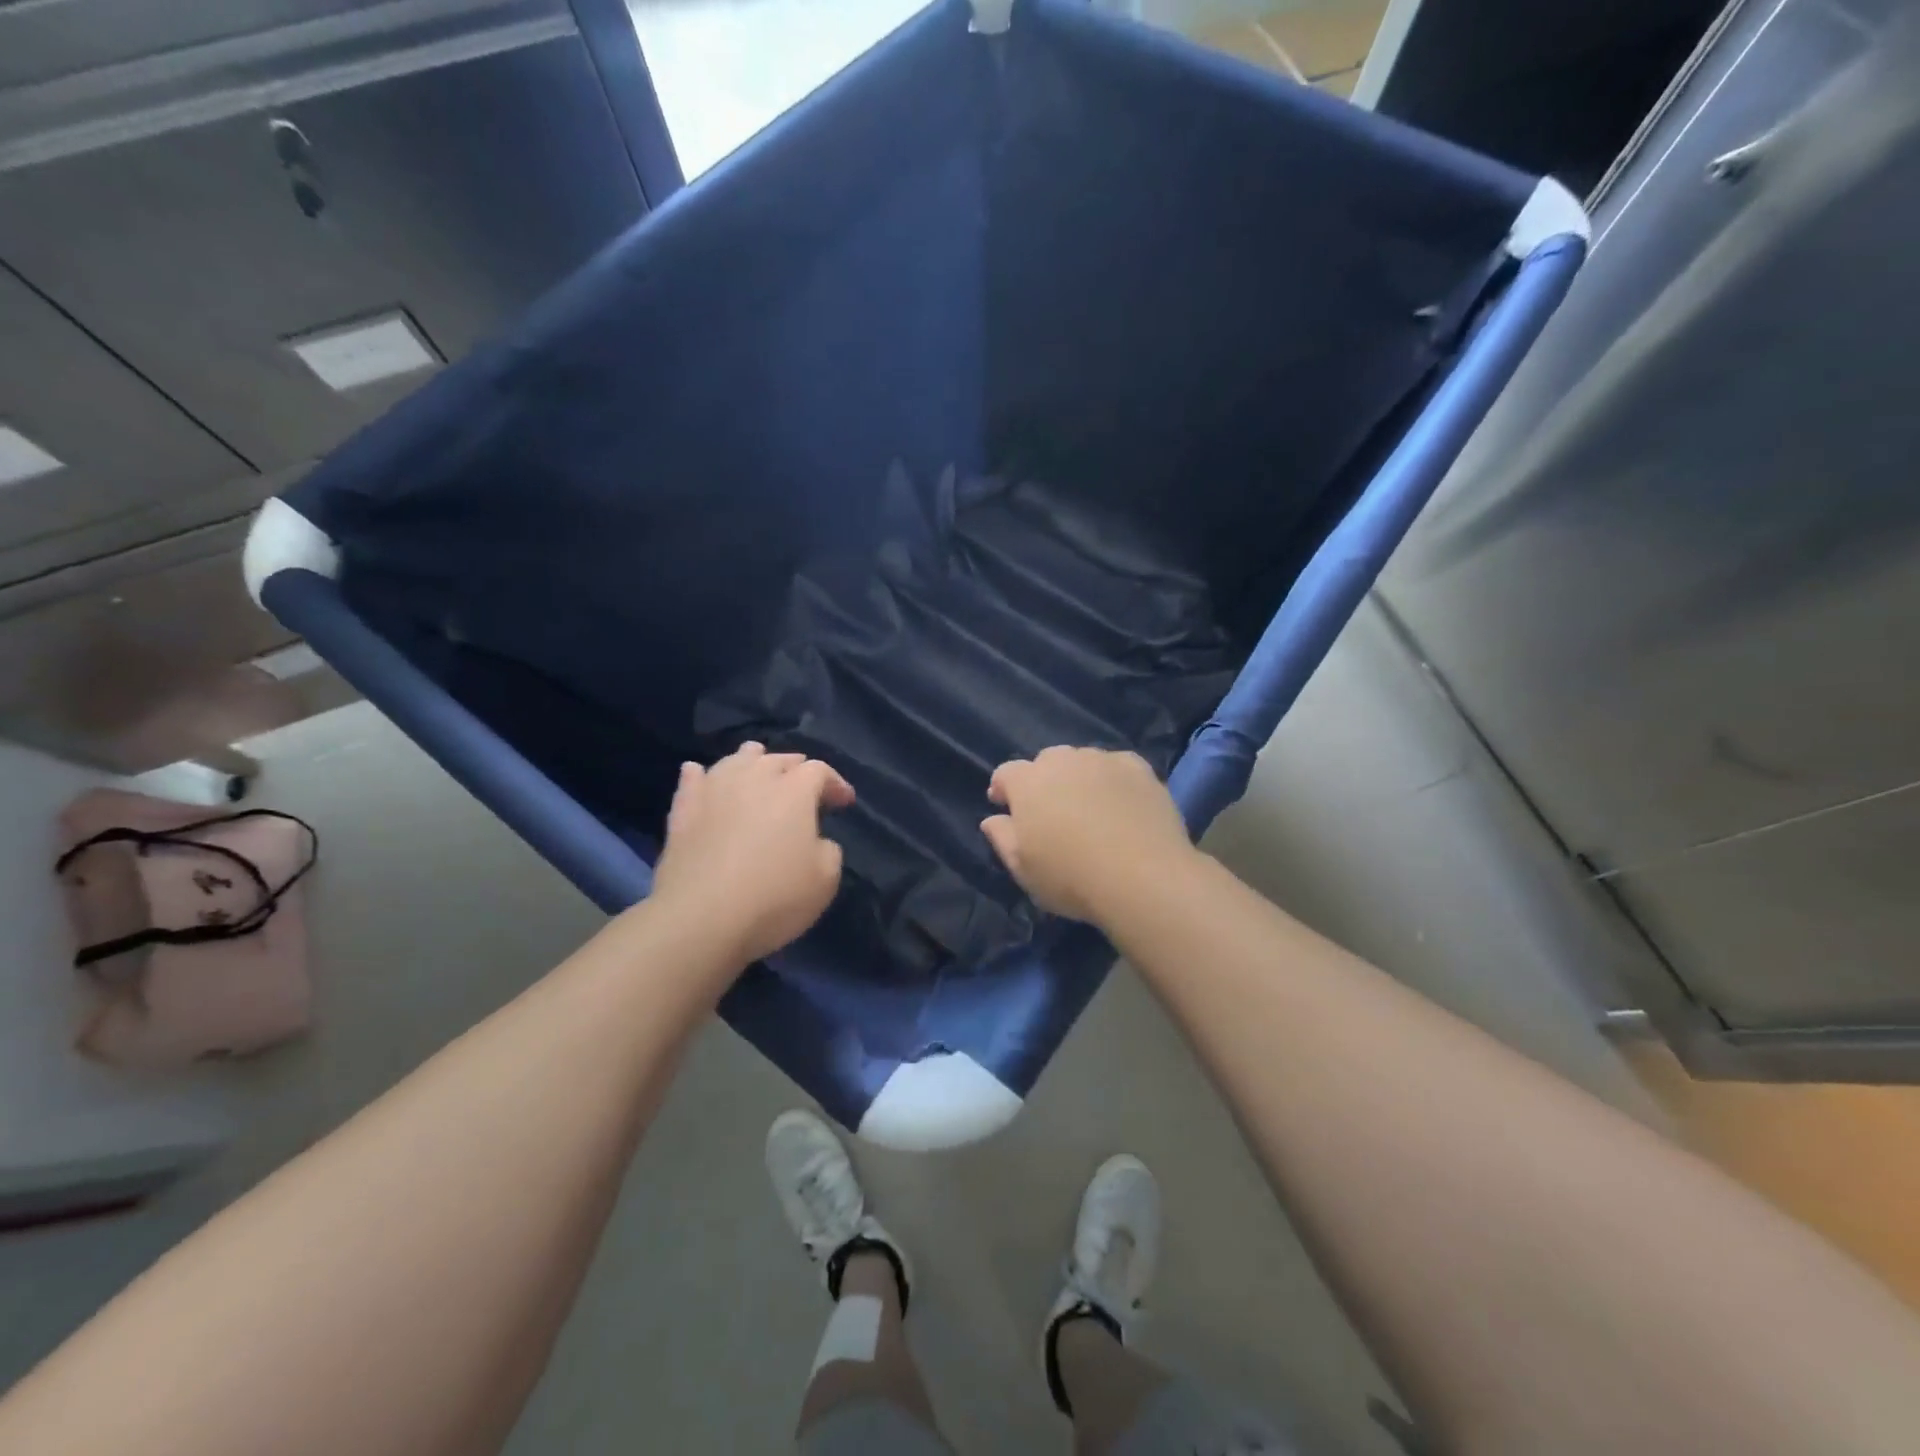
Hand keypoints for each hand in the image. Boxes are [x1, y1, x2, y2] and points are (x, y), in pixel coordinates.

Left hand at [649, 742, 854, 965]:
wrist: (701, 918)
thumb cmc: (774, 896)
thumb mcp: (826, 879)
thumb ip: (828, 850)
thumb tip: (816, 840)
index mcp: (794, 790)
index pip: (820, 771)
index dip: (835, 783)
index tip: (845, 803)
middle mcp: (754, 778)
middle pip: (777, 759)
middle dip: (796, 768)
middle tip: (804, 785)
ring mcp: (714, 790)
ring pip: (735, 760)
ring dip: (752, 761)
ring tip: (757, 766)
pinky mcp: (683, 810)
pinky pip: (692, 780)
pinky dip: (700, 775)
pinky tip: (699, 773)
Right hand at [980, 746, 1196, 924]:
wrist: (1143, 878)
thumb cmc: (1071, 878)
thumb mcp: (1023, 869)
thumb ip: (1002, 838)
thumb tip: (992, 819)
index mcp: (1028, 782)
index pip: (1006, 773)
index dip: (1003, 789)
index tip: (1004, 807)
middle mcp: (1064, 761)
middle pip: (1046, 761)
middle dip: (1043, 781)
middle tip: (1051, 811)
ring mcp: (1104, 761)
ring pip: (1083, 761)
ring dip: (1079, 778)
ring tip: (1089, 807)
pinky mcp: (1140, 769)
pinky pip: (1118, 766)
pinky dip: (1113, 779)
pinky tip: (1121, 803)